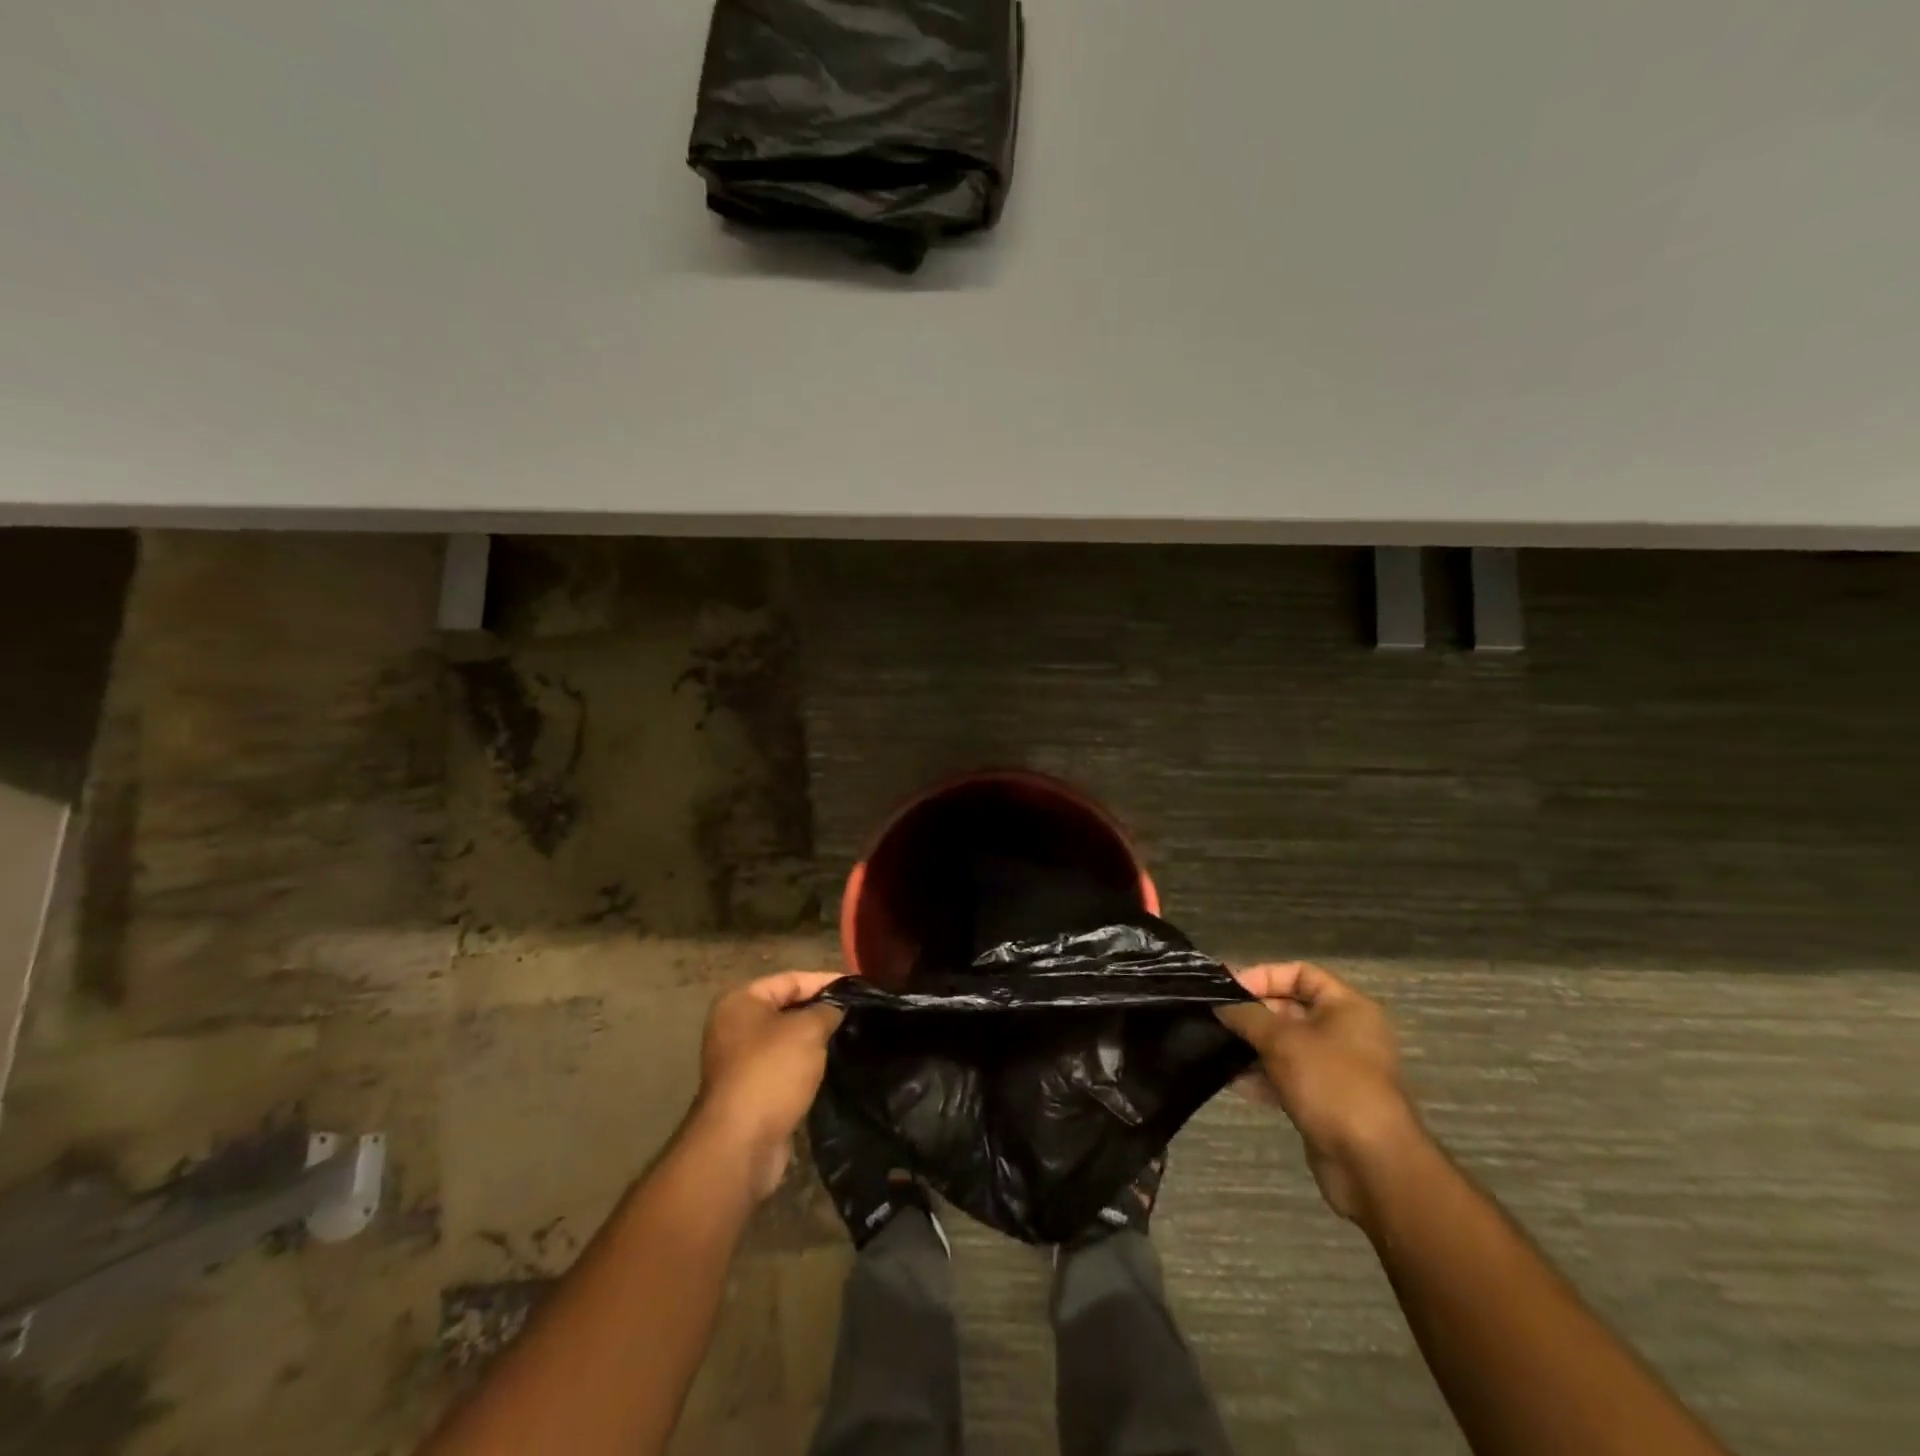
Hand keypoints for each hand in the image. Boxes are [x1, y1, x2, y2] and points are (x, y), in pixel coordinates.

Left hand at [690, 970, 845, 1199]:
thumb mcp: (808, 1031)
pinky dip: (805, 1065)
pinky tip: (831, 1067)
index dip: (826, 981)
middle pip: (787, 1007)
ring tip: (850, 1038)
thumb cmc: (772, 1072)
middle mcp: (735, 1025)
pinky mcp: (749, 1090)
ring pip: (787, 1039)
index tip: (859, 988)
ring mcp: (740, 1060)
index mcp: (741, 1001)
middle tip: (858, 1013)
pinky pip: (784, 1066)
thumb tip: (837, 1008)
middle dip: (821, 1011)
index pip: (792, 979)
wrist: (741, 1144)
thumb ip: (827, 1010)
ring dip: (815, 1041)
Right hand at [1215, 962, 1423, 1223]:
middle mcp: (1344, 1033)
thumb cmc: (1331, 1084)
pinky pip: (1286, 1077)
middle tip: (1214, 1017)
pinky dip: (1262, 1076)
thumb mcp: (1283, 1040)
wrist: (1371, 1164)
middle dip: (1252, 1013)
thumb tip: (1220, 1004)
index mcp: (1346, 1007)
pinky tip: (1231, 1081)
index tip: (1228, 989)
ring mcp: (1334, 1069)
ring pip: (1285, 1046)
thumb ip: (1247, 1015)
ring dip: (1252, 1046)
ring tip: (1215, 1047)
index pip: (1300, 973)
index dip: (1263, 976)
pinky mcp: (1324, 1101)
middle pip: (1290, 1009)